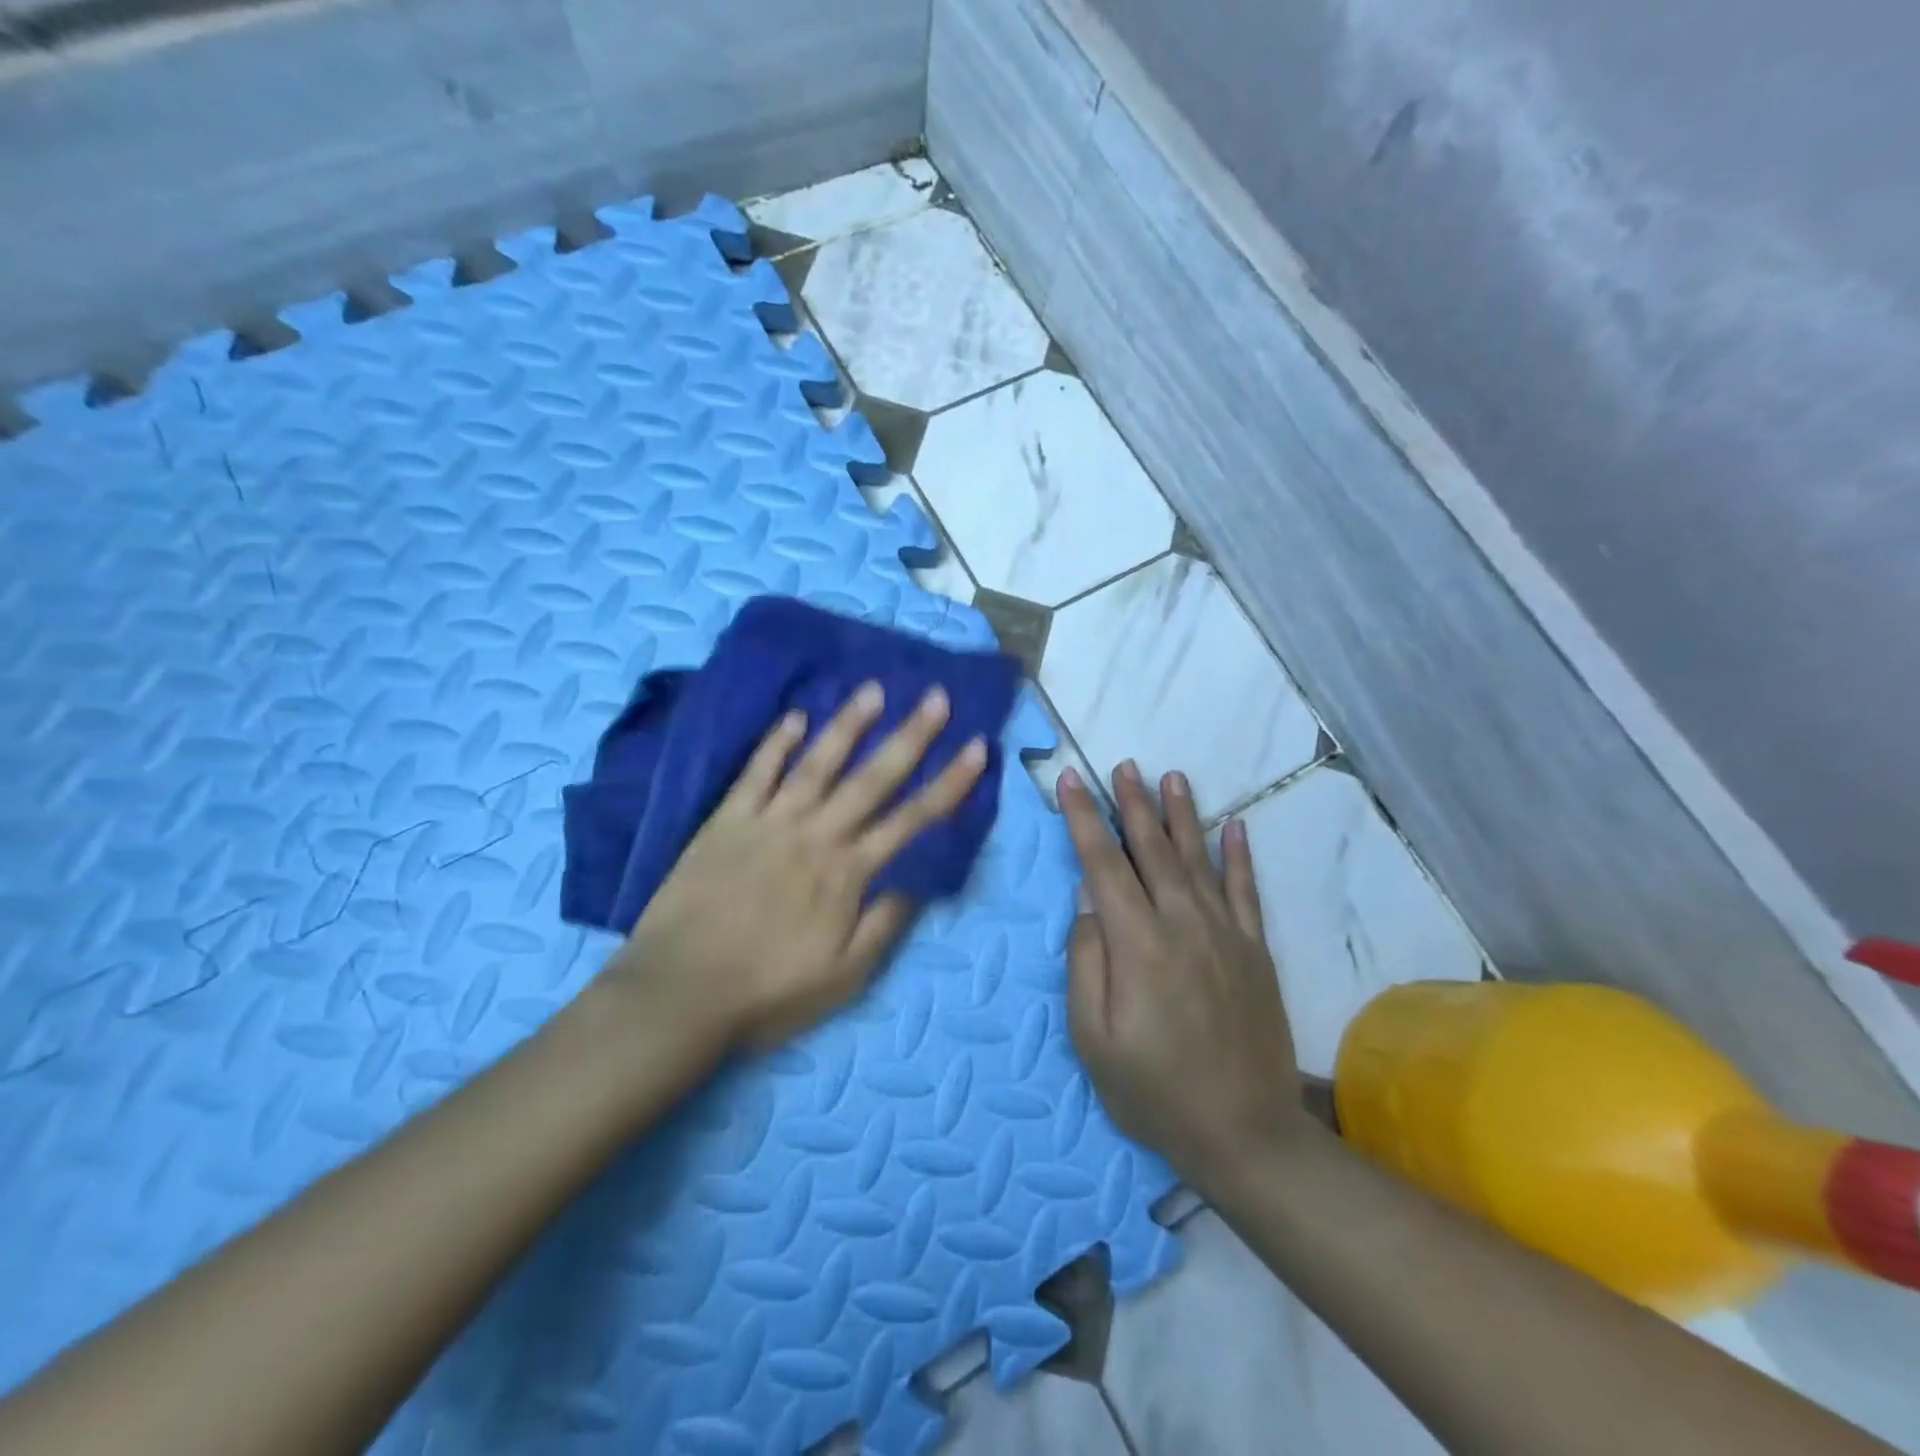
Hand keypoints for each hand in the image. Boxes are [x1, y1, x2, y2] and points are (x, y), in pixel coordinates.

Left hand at [608, 681, 987, 1047]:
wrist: (678, 992)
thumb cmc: (768, 991)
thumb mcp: (844, 976)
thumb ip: (885, 923)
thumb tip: (920, 880)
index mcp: (848, 872)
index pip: (912, 819)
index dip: (950, 782)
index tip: (977, 747)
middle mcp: (816, 834)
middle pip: (872, 778)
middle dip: (910, 736)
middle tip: (936, 696)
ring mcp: (769, 822)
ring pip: (817, 762)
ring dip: (848, 724)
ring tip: (873, 690)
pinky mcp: (727, 820)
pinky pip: (756, 772)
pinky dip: (776, 742)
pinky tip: (794, 717)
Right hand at [1060, 761, 1308, 1185]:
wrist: (1245, 1133)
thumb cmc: (1153, 1090)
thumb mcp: (1093, 1038)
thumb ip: (1086, 962)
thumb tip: (1087, 901)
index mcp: (1137, 944)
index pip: (1104, 864)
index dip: (1084, 819)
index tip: (1072, 781)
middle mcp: (1183, 924)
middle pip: (1153, 850)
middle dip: (1133, 804)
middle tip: (1124, 766)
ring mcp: (1225, 934)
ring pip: (1199, 859)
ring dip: (1183, 815)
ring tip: (1172, 777)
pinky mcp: (1255, 951)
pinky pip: (1246, 891)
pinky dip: (1239, 856)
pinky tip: (1234, 826)